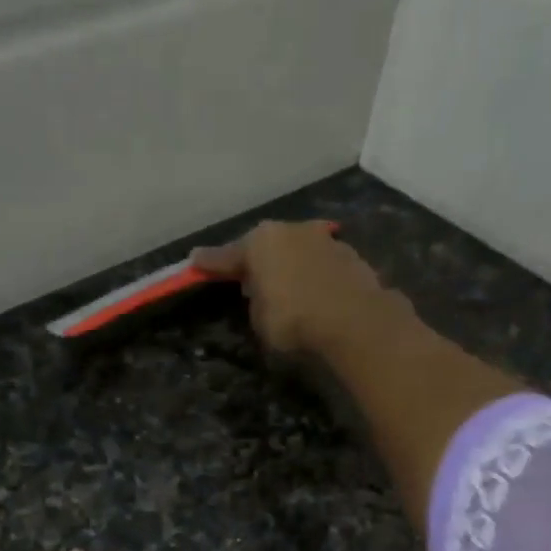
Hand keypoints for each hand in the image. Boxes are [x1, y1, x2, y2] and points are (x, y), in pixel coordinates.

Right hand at [192, 220, 412, 358]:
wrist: (355, 320)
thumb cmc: (294, 319)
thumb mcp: (260, 319)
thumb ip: (255, 300)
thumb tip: (261, 291)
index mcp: (260, 242)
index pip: (227, 256)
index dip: (210, 263)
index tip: (195, 260)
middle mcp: (291, 231)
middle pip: (265, 247)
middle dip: (256, 262)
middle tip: (247, 281)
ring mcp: (324, 239)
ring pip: (296, 252)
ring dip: (288, 267)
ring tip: (285, 289)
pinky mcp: (349, 255)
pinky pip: (319, 266)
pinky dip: (312, 276)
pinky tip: (313, 294)